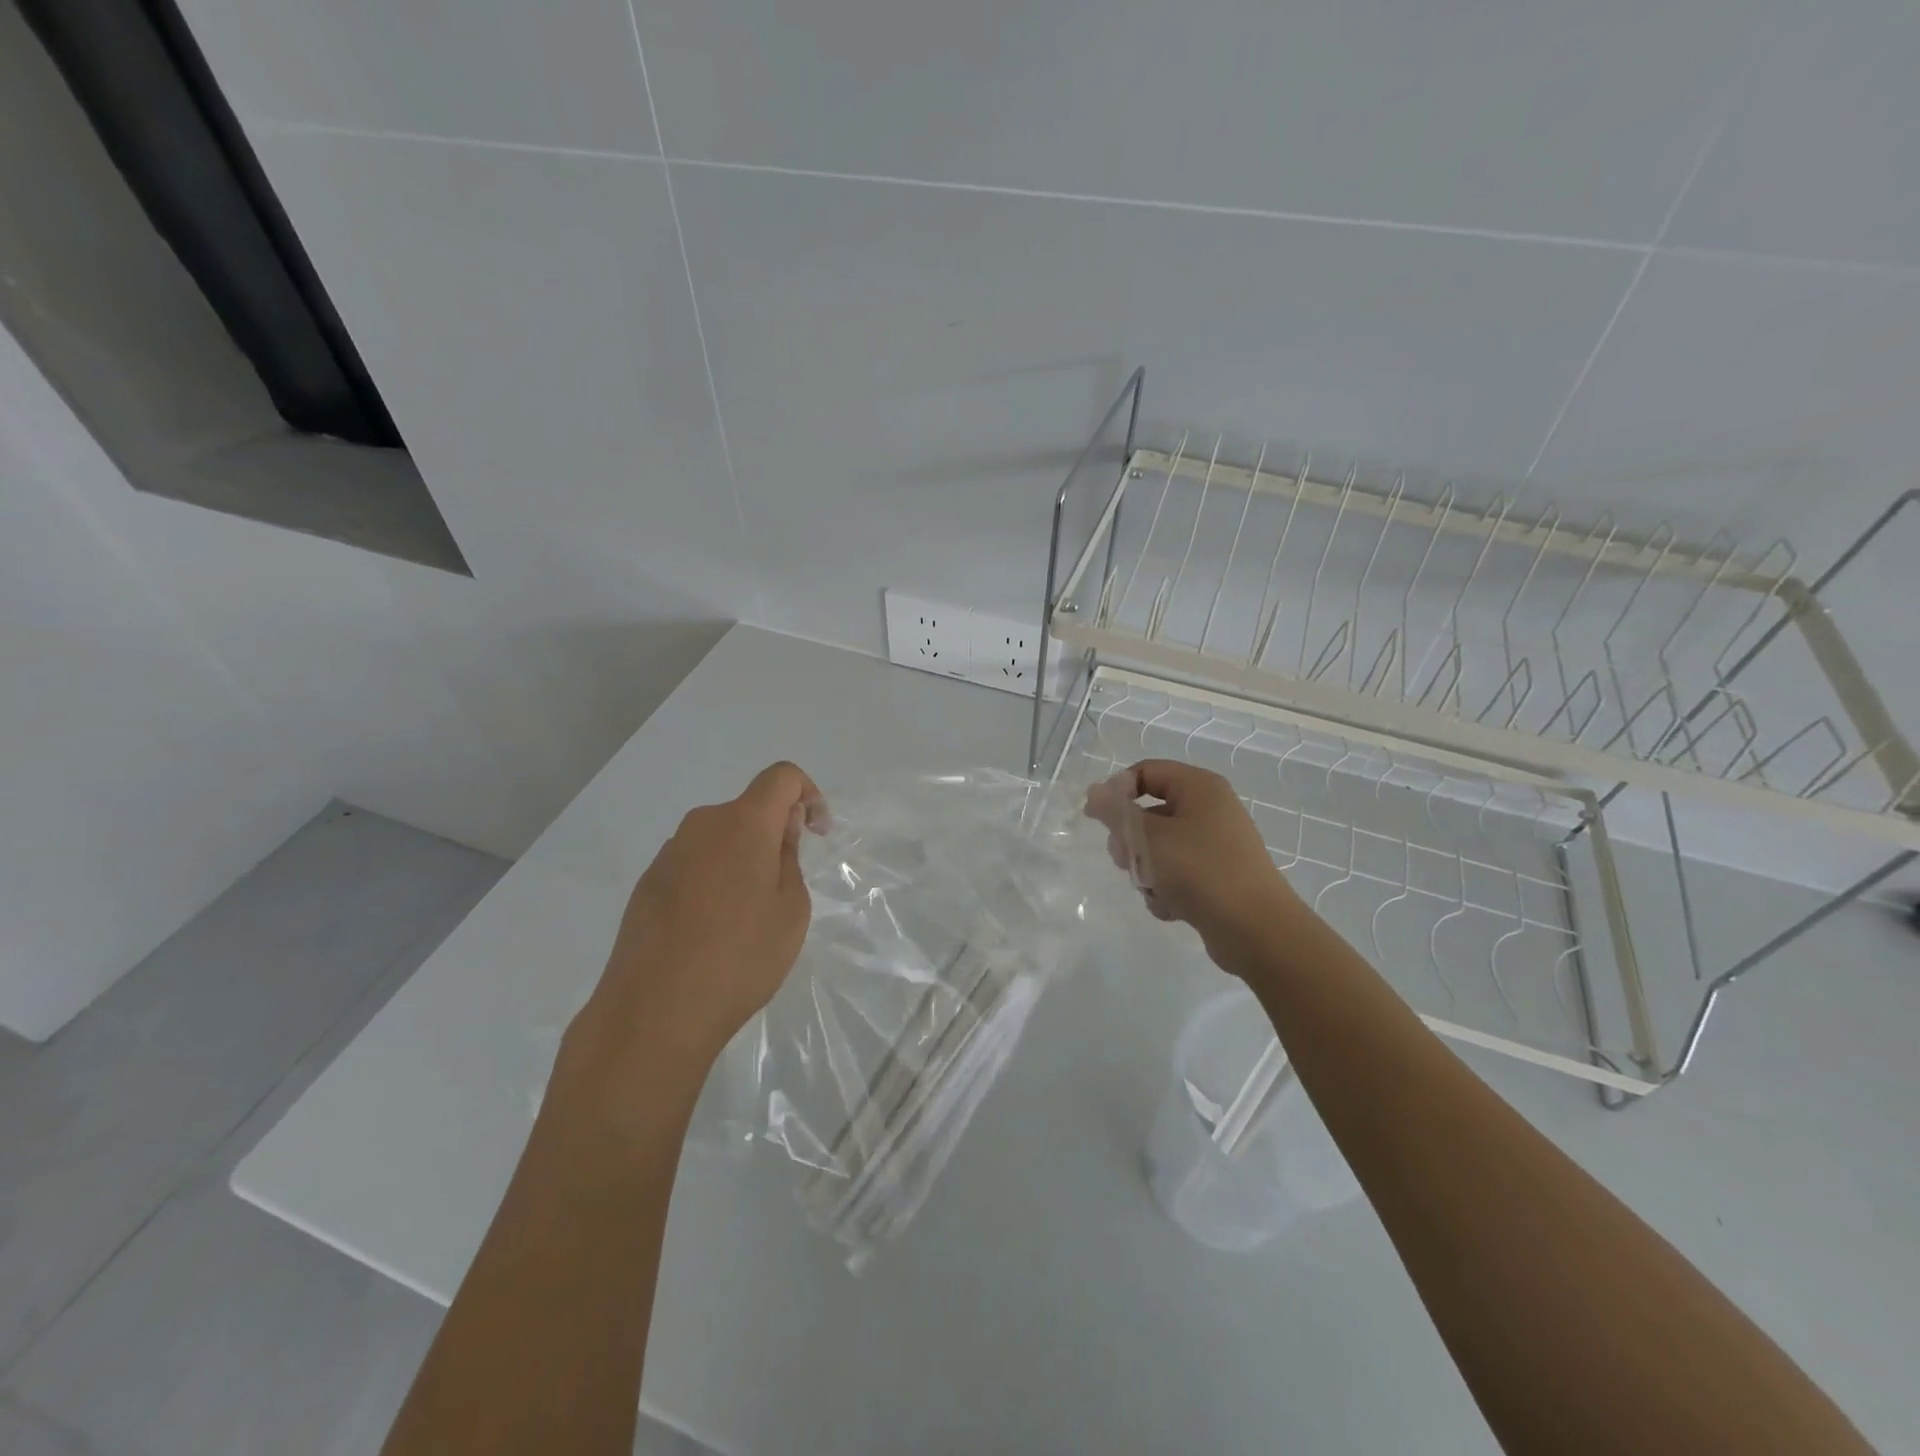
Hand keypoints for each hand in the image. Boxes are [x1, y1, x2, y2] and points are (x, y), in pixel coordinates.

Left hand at [563, 762, 827, 1098]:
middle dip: (774, 834)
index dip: (808, 794)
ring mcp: (669, 854)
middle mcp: (702, 825)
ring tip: (747, 915)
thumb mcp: (791, 911)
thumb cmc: (739, 958)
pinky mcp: (647, 883)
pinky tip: (711, 929)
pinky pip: (694, 864)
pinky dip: (713, 879)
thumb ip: (789, 859)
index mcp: (743, 823)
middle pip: (749, 809)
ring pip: (720, 838)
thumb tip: (779, 832)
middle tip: (784, 886)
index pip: (782, 776)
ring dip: (742, 858)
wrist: (653, 1013)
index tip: (816, 835)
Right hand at [1086, 759, 1306, 976]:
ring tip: (1154, 888)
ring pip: (1159, 847)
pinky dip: (1168, 889)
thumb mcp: (1149, 838)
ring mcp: (1215, 845)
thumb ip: (1116, 812)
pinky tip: (1173, 907)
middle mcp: (1210, 809)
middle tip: (1127, 860)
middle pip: (1150, 811)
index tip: (1097, 819)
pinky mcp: (1217, 877)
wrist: (1256, 931)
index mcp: (1199, 787)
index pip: (1146, 771)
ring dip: (1147, 869)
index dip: (1117, 791)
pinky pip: (1177, 873)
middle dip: (1132, 840)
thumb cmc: (1200, 872)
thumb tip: (1095, 792)